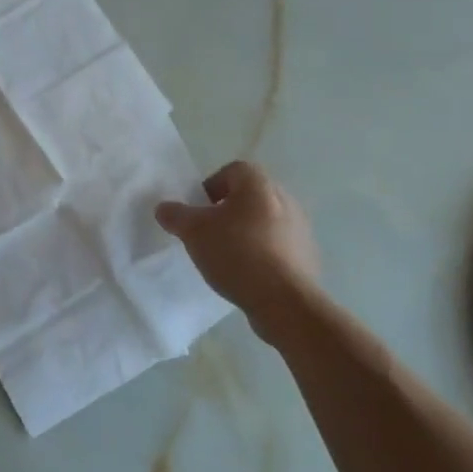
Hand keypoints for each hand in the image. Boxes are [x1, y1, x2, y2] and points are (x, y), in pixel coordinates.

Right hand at [155, 161, 321, 317]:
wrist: (284, 300)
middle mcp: (285, 199)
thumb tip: (164, 208)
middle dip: (228, 211)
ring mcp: (301, 228)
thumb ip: (175, 215)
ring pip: (266, 221)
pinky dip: (264, 254)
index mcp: (258, 185)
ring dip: (247, 232)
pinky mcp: (308, 256)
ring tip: (229, 256)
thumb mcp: (193, 232)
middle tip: (210, 232)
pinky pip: (279, 246)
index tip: (199, 210)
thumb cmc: (236, 253)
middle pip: (250, 196)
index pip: (233, 170)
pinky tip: (249, 274)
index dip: (212, 186)